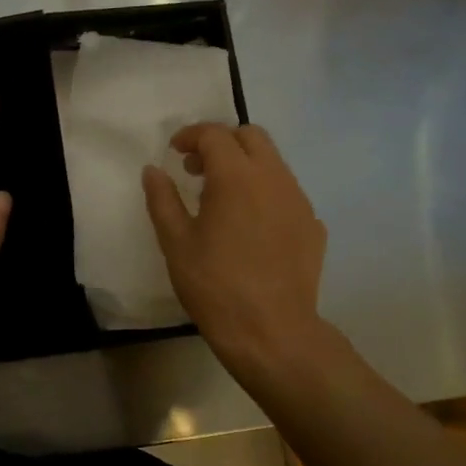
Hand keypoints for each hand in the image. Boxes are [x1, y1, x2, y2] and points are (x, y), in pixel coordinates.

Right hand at [142, 123, 326, 378]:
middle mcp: (274, 178)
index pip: (214, 135)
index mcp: (236, 177)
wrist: (271, 331)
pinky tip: (250, 226)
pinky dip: (264, 192)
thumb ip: (162, 199)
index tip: (174, 152)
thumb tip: (153, 170)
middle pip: (252, 136)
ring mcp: (299, 201)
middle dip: (222, 142)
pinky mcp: (313, 225)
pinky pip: (287, 192)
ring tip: (222, 199)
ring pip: (273, 163)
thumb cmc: (214, 285)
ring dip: (245, 166)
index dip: (191, 136)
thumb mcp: (176, 242)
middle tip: (198, 170)